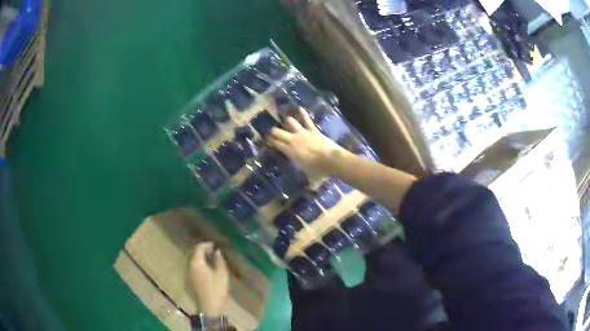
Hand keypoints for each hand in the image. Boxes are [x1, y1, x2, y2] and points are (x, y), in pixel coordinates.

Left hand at [188, 242, 229, 315]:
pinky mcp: (188, 282)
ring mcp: (187, 275)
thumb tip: (217, 251)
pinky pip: (192, 269)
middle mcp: (189, 267)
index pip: (198, 248)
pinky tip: (206, 271)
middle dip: (203, 251)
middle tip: (212, 252)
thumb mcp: (222, 274)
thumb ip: (219, 261)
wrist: (208, 307)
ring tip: (210, 260)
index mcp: (197, 263)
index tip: (214, 245)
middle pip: (194, 254)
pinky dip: (199, 266)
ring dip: (200, 259)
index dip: (206, 245)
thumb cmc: (216, 290)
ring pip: (193, 262)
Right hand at [268, 107, 345, 177]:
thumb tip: (310, 190)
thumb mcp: (311, 178)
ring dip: (288, 122)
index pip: (277, 144)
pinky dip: (303, 113)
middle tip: (272, 132)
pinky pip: (307, 120)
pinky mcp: (313, 130)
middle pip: (279, 132)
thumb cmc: (319, 171)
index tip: (269, 141)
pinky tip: (300, 108)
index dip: (271, 142)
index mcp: (290, 152)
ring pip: (290, 123)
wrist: (331, 161)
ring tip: (287, 121)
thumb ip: (309, 182)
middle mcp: (293, 141)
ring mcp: (303, 133)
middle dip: (274, 131)